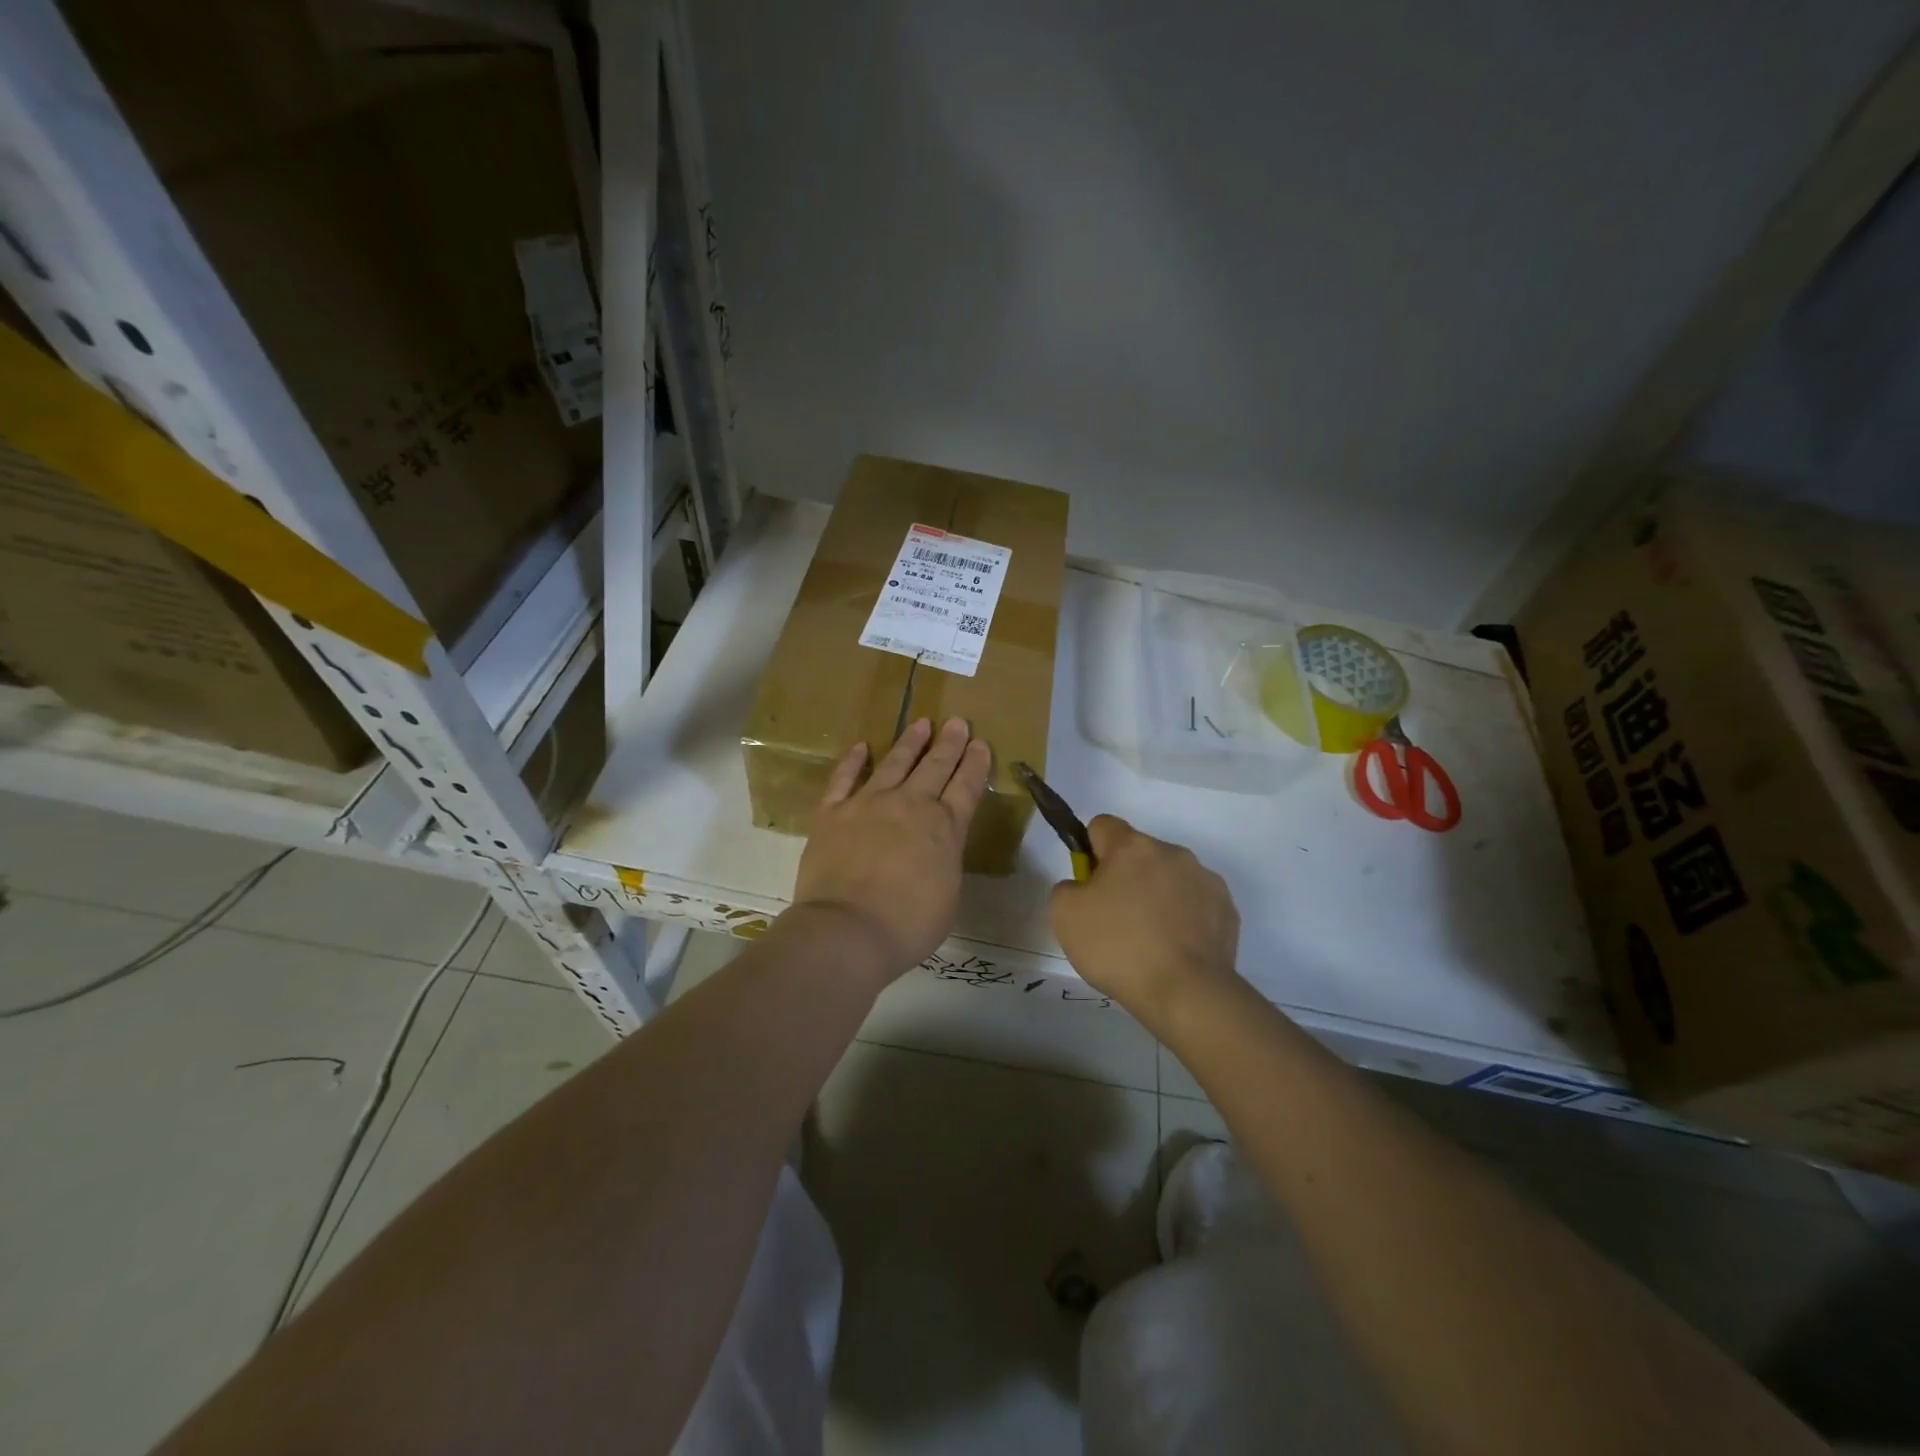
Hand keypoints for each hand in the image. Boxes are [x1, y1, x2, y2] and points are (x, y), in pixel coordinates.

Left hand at [790, 717, 991, 984]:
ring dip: (910, 742)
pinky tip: (862, 747)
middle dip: (949, 744)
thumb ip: (945, 862)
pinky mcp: (832, 812)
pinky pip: (844, 778)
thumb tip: (938, 847)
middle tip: (957, 722)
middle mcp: (910, 806)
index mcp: (945, 828)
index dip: (975, 764)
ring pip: (894, 763)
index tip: (980, 743)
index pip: (966, 787)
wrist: (848, 931)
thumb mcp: (948, 895)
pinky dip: (853, 761)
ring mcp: (869, 804)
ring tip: (921, 724)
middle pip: (935, 767)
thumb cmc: (908, 926)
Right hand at [1050, 815, 1239, 1026]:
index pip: (1102, 825)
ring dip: (1156, 896)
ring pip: (1169, 877)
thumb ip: (1067, 887)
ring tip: (1148, 941)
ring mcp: (1204, 879)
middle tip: (1114, 920)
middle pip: (1138, 853)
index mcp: (1132, 847)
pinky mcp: (1226, 909)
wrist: (1186, 993)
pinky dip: (1183, 918)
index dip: (1090, 851)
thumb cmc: (1119, 947)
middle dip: (1125, 876)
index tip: (1089, 886)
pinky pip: (1195, 903)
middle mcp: (1172, 853)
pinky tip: (1174, 950)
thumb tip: (1083, 886)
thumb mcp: (1065, 916)